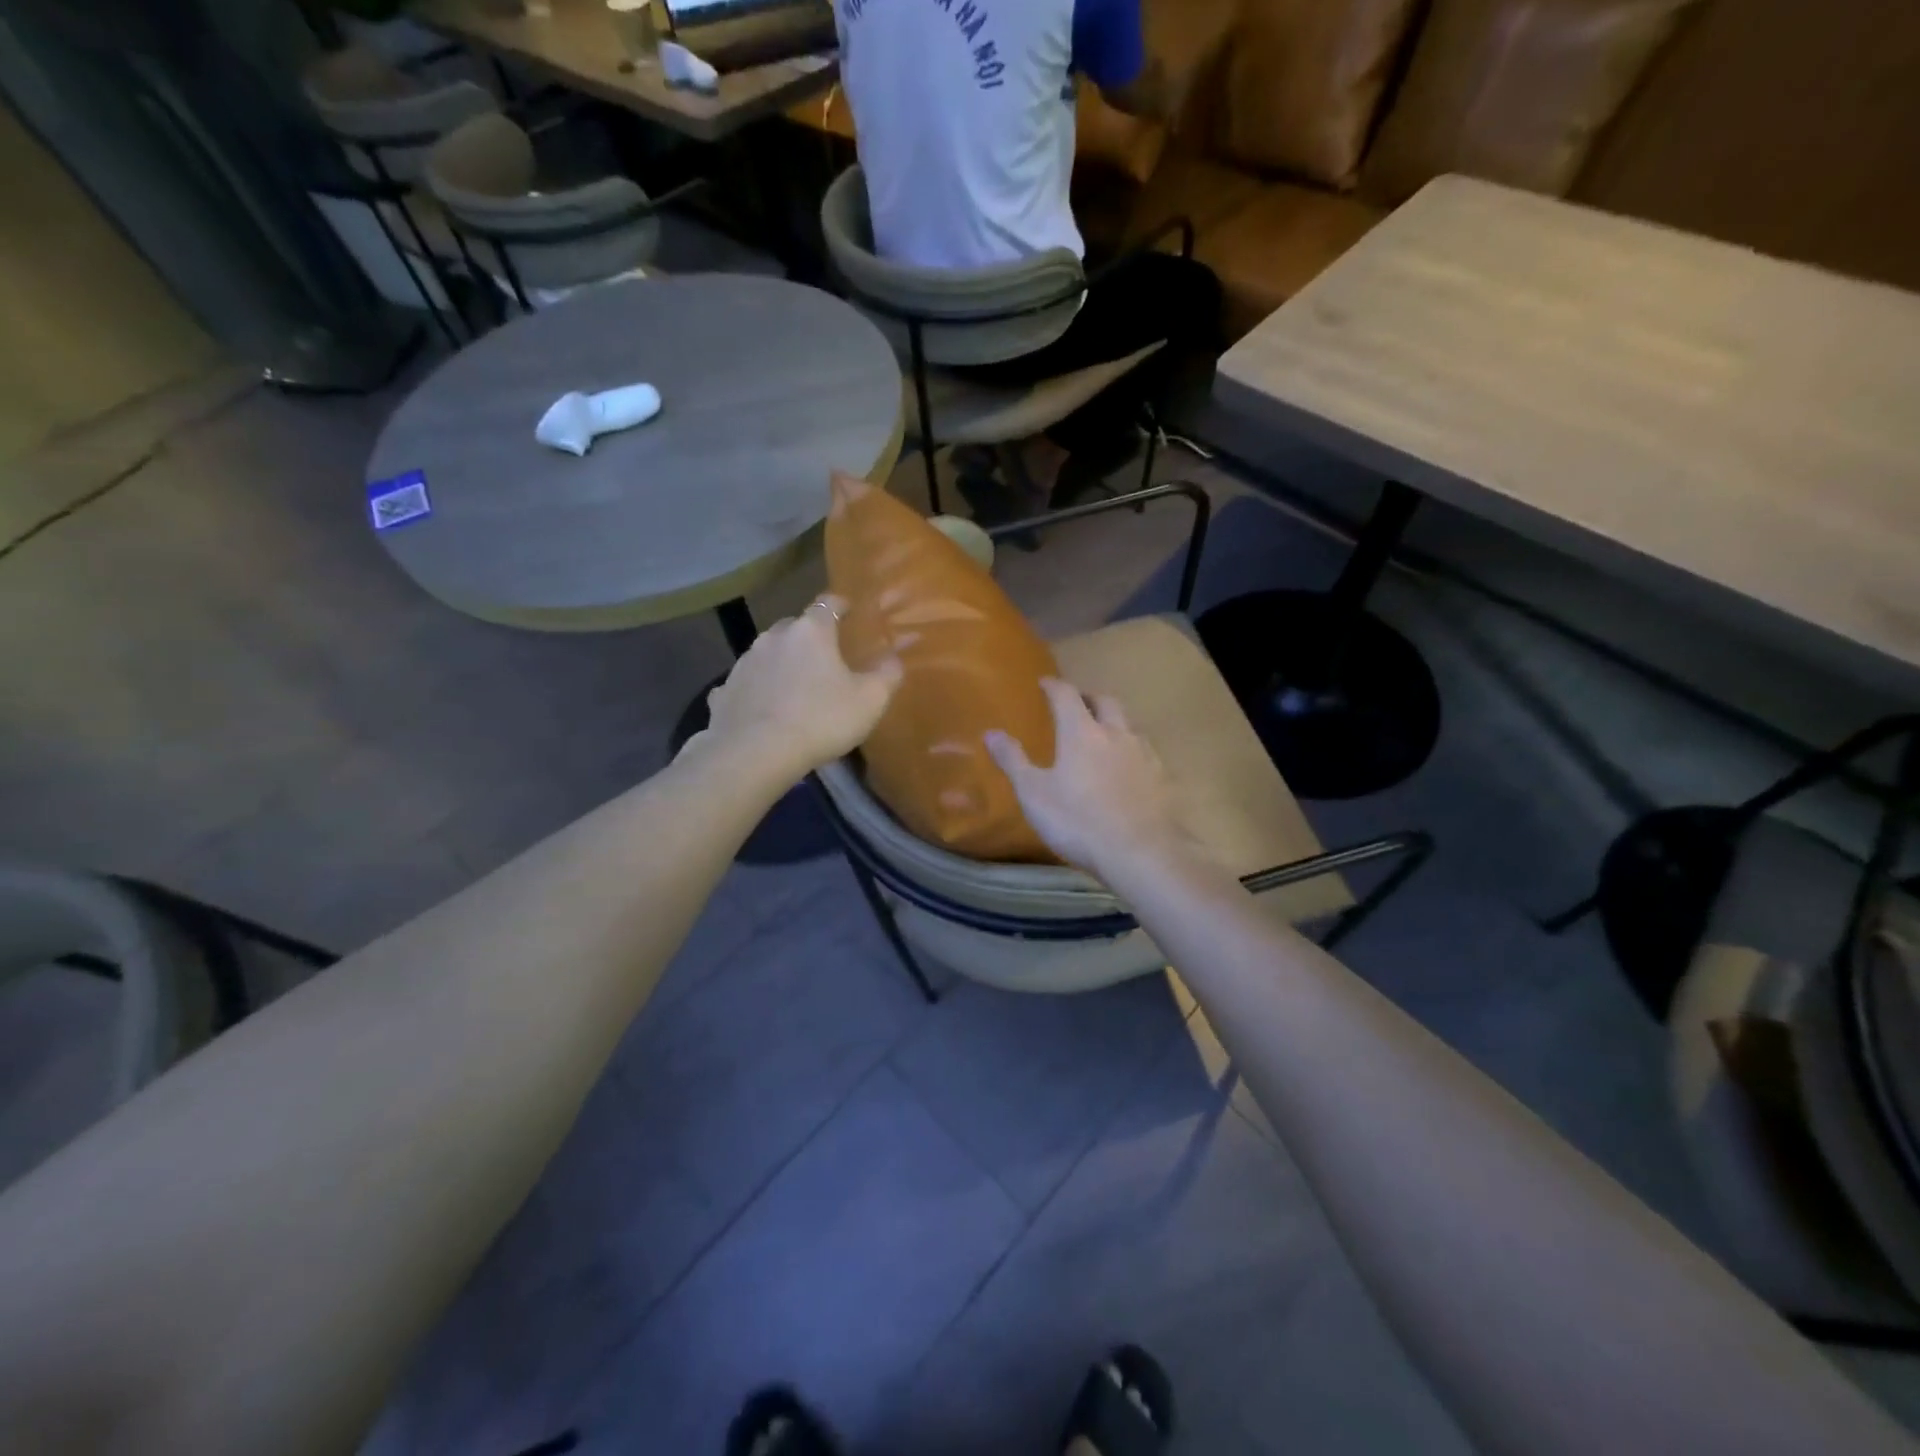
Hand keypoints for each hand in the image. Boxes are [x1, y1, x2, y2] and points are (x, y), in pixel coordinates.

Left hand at [692, 596, 901, 781]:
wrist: (755, 753)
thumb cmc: (821, 720)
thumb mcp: (870, 700)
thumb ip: (887, 674)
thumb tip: (894, 658)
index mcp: (811, 632)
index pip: (827, 604)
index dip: (840, 605)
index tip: (849, 610)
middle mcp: (774, 637)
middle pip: (795, 627)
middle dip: (810, 637)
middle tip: (825, 657)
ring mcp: (744, 663)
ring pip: (768, 654)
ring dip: (782, 664)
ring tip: (795, 687)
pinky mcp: (724, 691)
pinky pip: (747, 684)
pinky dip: (757, 690)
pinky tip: (763, 709)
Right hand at [985, 678, 1199, 879]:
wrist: (1140, 854)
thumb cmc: (1078, 821)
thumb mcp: (1033, 794)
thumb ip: (1013, 761)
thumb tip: (990, 733)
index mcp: (1082, 732)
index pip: (1066, 695)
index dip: (1054, 686)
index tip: (1044, 683)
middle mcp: (1116, 734)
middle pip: (1105, 702)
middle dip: (1088, 697)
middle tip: (1077, 703)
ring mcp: (1144, 754)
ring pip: (1129, 725)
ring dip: (1114, 723)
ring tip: (1103, 736)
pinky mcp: (1163, 778)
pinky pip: (1146, 753)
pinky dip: (1132, 751)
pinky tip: (1128, 769)